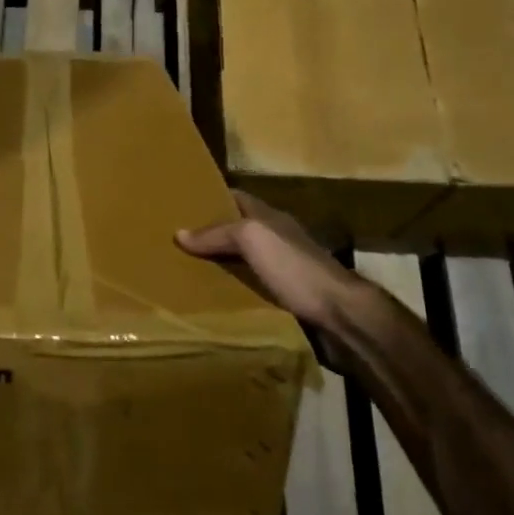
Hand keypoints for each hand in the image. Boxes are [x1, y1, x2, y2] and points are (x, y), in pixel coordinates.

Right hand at [174, 192, 362, 335]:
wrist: (340, 317)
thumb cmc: (296, 268)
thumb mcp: (254, 239)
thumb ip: (218, 233)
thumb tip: (179, 233)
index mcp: (271, 219)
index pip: (237, 198)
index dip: (211, 197)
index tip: (180, 204)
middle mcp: (277, 241)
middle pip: (237, 231)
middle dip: (209, 235)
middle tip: (172, 243)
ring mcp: (283, 272)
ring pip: (242, 262)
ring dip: (218, 266)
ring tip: (182, 273)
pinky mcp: (285, 301)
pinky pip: (250, 290)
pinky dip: (231, 293)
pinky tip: (211, 302)